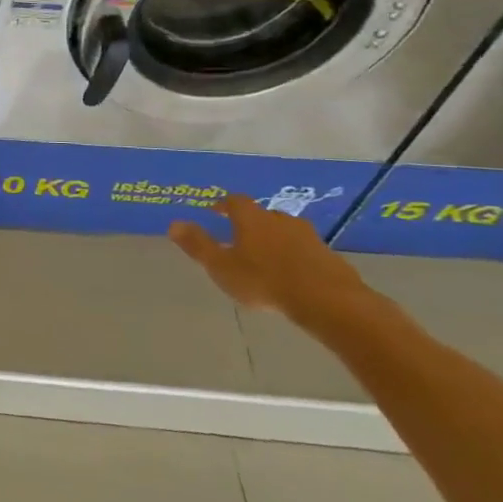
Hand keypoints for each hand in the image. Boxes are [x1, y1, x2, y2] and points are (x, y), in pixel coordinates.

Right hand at [168, 194, 367, 323]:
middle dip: (250, 223)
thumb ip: (197, 245)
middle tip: (239, 238)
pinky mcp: (329, 256)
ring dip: (274, 239)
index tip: (215, 211)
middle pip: (262, 215)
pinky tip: (291, 274)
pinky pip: (305, 250)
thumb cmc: (264, 280)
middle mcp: (280, 219)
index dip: (223, 204)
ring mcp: (308, 236)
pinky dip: (295, 256)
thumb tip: (174, 223)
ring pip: (285, 231)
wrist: (328, 300)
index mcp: (252, 218)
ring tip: (265, 257)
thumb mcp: (221, 266)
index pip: (235, 201)